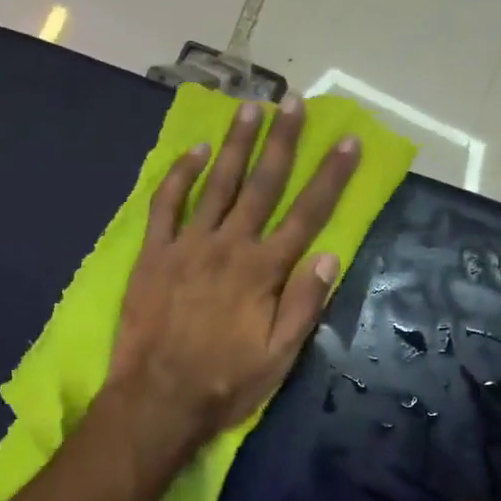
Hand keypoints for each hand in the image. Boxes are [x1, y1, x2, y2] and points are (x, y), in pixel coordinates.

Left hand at [108, 96, 359, 450]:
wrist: (158, 398)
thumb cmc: (225, 383)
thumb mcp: (278, 357)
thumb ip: (304, 305)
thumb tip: (328, 256)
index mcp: (265, 272)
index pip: (306, 215)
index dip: (330, 177)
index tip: (346, 141)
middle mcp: (230, 247)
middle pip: (263, 186)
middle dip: (283, 142)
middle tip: (294, 102)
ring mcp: (188, 246)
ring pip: (218, 184)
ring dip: (236, 144)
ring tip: (251, 107)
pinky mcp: (154, 254)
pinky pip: (167, 204)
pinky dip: (180, 175)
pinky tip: (195, 151)